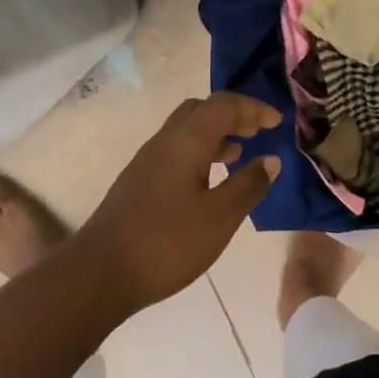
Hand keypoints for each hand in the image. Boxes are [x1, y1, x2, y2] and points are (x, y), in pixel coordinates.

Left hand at [73, 92, 282, 309]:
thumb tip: (271, 159)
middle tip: (258, 133)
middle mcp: (165, 141)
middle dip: (233, 115)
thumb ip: (248, 185)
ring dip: (216, 134)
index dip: (253, 108)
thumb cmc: (166, 243)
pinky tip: (210, 182)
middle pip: (202, 109)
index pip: (223, 105)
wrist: (100, 272)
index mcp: (186, 141)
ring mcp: (148, 160)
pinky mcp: (140, 180)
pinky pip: (177, 149)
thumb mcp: (219, 218)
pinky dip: (201, 152)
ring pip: (187, 130)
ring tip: (240, 155)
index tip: (278, 123)